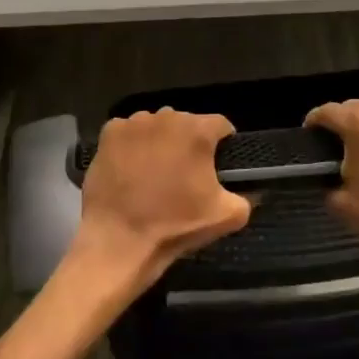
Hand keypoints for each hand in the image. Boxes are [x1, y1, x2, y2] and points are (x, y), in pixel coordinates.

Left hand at [71, 108, 250, 296]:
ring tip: (156, 171)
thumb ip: (245, 197)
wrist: (119, 241)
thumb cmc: (175, 226)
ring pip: (157, 126)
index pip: (221, 125)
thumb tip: (248, 191)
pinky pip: (129, 132)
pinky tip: (131, 169)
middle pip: (186, 123)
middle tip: (185, 172)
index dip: (223, 144)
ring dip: (161, 141)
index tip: (218, 165)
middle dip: (189, 142)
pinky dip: (132, 145)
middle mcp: (167, 117)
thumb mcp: (227, 216)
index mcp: (198, 130)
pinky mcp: (109, 134)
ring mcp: (135, 123)